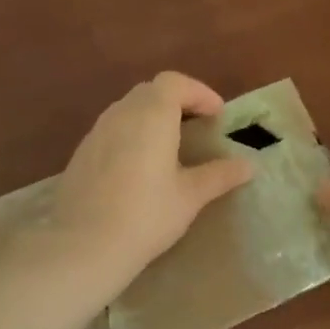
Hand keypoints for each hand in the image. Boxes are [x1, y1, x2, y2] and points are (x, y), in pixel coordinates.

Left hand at [33, 72, 253, 294]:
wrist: (83, 246)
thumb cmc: (146, 215)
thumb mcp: (190, 196)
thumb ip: (219, 175)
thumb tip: (248, 166)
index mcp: (152, 115)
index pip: (175, 82)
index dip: (199, 93)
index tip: (217, 116)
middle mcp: (121, 113)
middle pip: (151, 91)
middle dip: (177, 101)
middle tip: (197, 127)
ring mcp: (96, 132)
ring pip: (128, 109)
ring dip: (152, 117)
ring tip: (170, 146)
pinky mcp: (81, 153)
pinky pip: (112, 130)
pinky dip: (132, 134)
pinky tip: (139, 167)